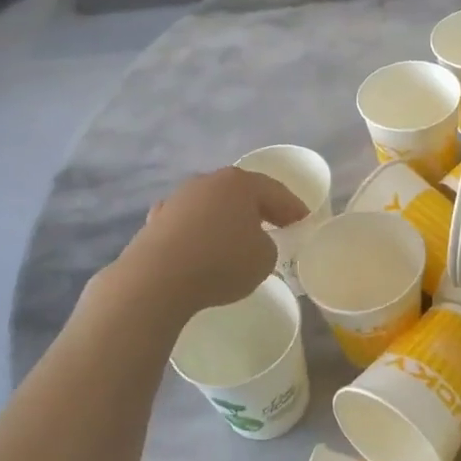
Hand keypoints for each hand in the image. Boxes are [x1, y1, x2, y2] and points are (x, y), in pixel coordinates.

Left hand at [113, 167, 307, 316]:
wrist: (157, 278)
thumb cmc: (221, 262)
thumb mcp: (264, 259)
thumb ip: (267, 245)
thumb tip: (252, 241)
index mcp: (240, 183)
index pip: (275, 191)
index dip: (293, 207)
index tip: (303, 221)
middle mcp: (208, 182)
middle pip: (241, 192)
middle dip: (258, 207)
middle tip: (275, 224)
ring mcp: (178, 199)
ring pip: (212, 205)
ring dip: (225, 218)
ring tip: (236, 238)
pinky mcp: (156, 220)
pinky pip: (188, 223)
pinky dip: (198, 232)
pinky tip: (200, 245)